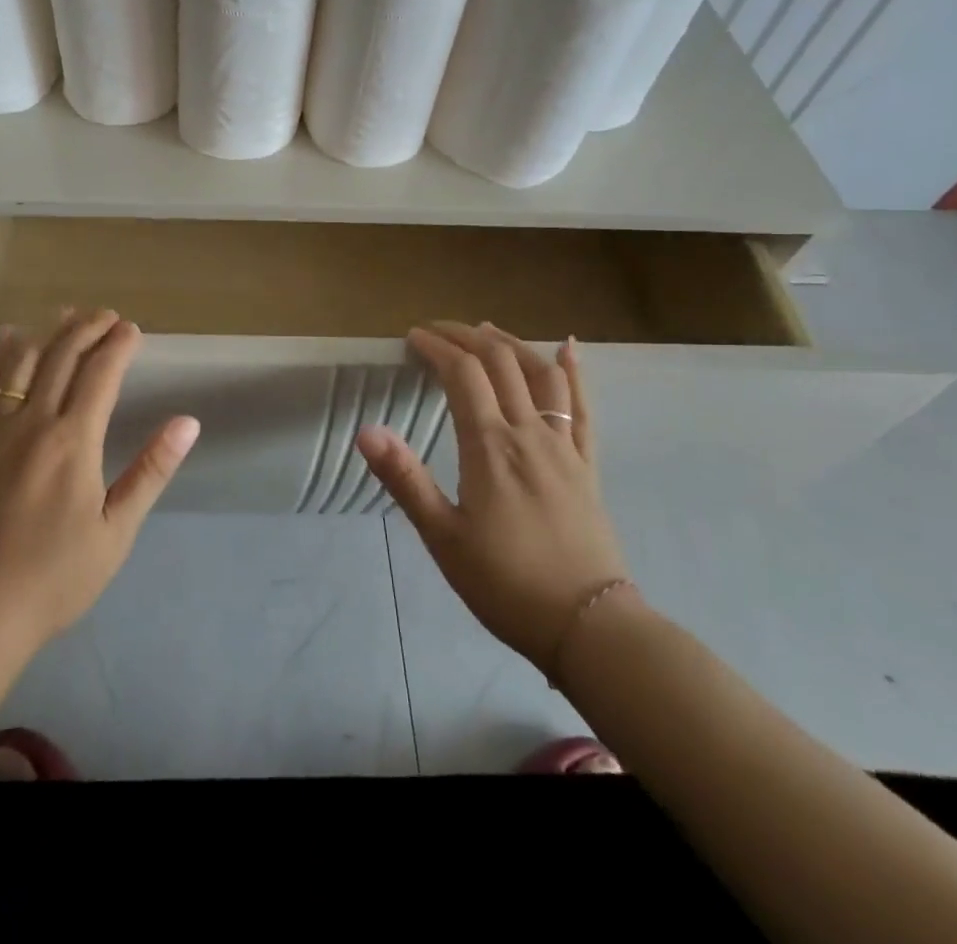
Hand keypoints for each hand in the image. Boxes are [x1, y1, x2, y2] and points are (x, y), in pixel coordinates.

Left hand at [0, 309, 199, 649]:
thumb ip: (151, 470)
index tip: (133, 329)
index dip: (119, 345)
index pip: (101, 374)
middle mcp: (33, 422)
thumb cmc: (56, 577)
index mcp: (74, 441)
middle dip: (88, 328)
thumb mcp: (116, 531)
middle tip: (107, 314)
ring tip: (68, 314)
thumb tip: (187, 422)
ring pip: (24, 363)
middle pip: (63, 358)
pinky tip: (9, 337)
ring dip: (50, 333)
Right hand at [358, 322, 627, 675]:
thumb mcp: (443, 537)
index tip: (413, 337)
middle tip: (438, 330)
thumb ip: (405, 478)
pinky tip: (569, 349)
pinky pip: (583, 407)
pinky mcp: (587, 465)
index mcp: (490, 446)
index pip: (463, 373)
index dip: (437, 347)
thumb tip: (366, 430)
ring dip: (512, 343)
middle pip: (501, 361)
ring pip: (542, 374)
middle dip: (466, 336)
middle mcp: (529, 433)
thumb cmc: (506, 583)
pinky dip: (574, 371)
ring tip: (488, 330)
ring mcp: (565, 446)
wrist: (590, 627)